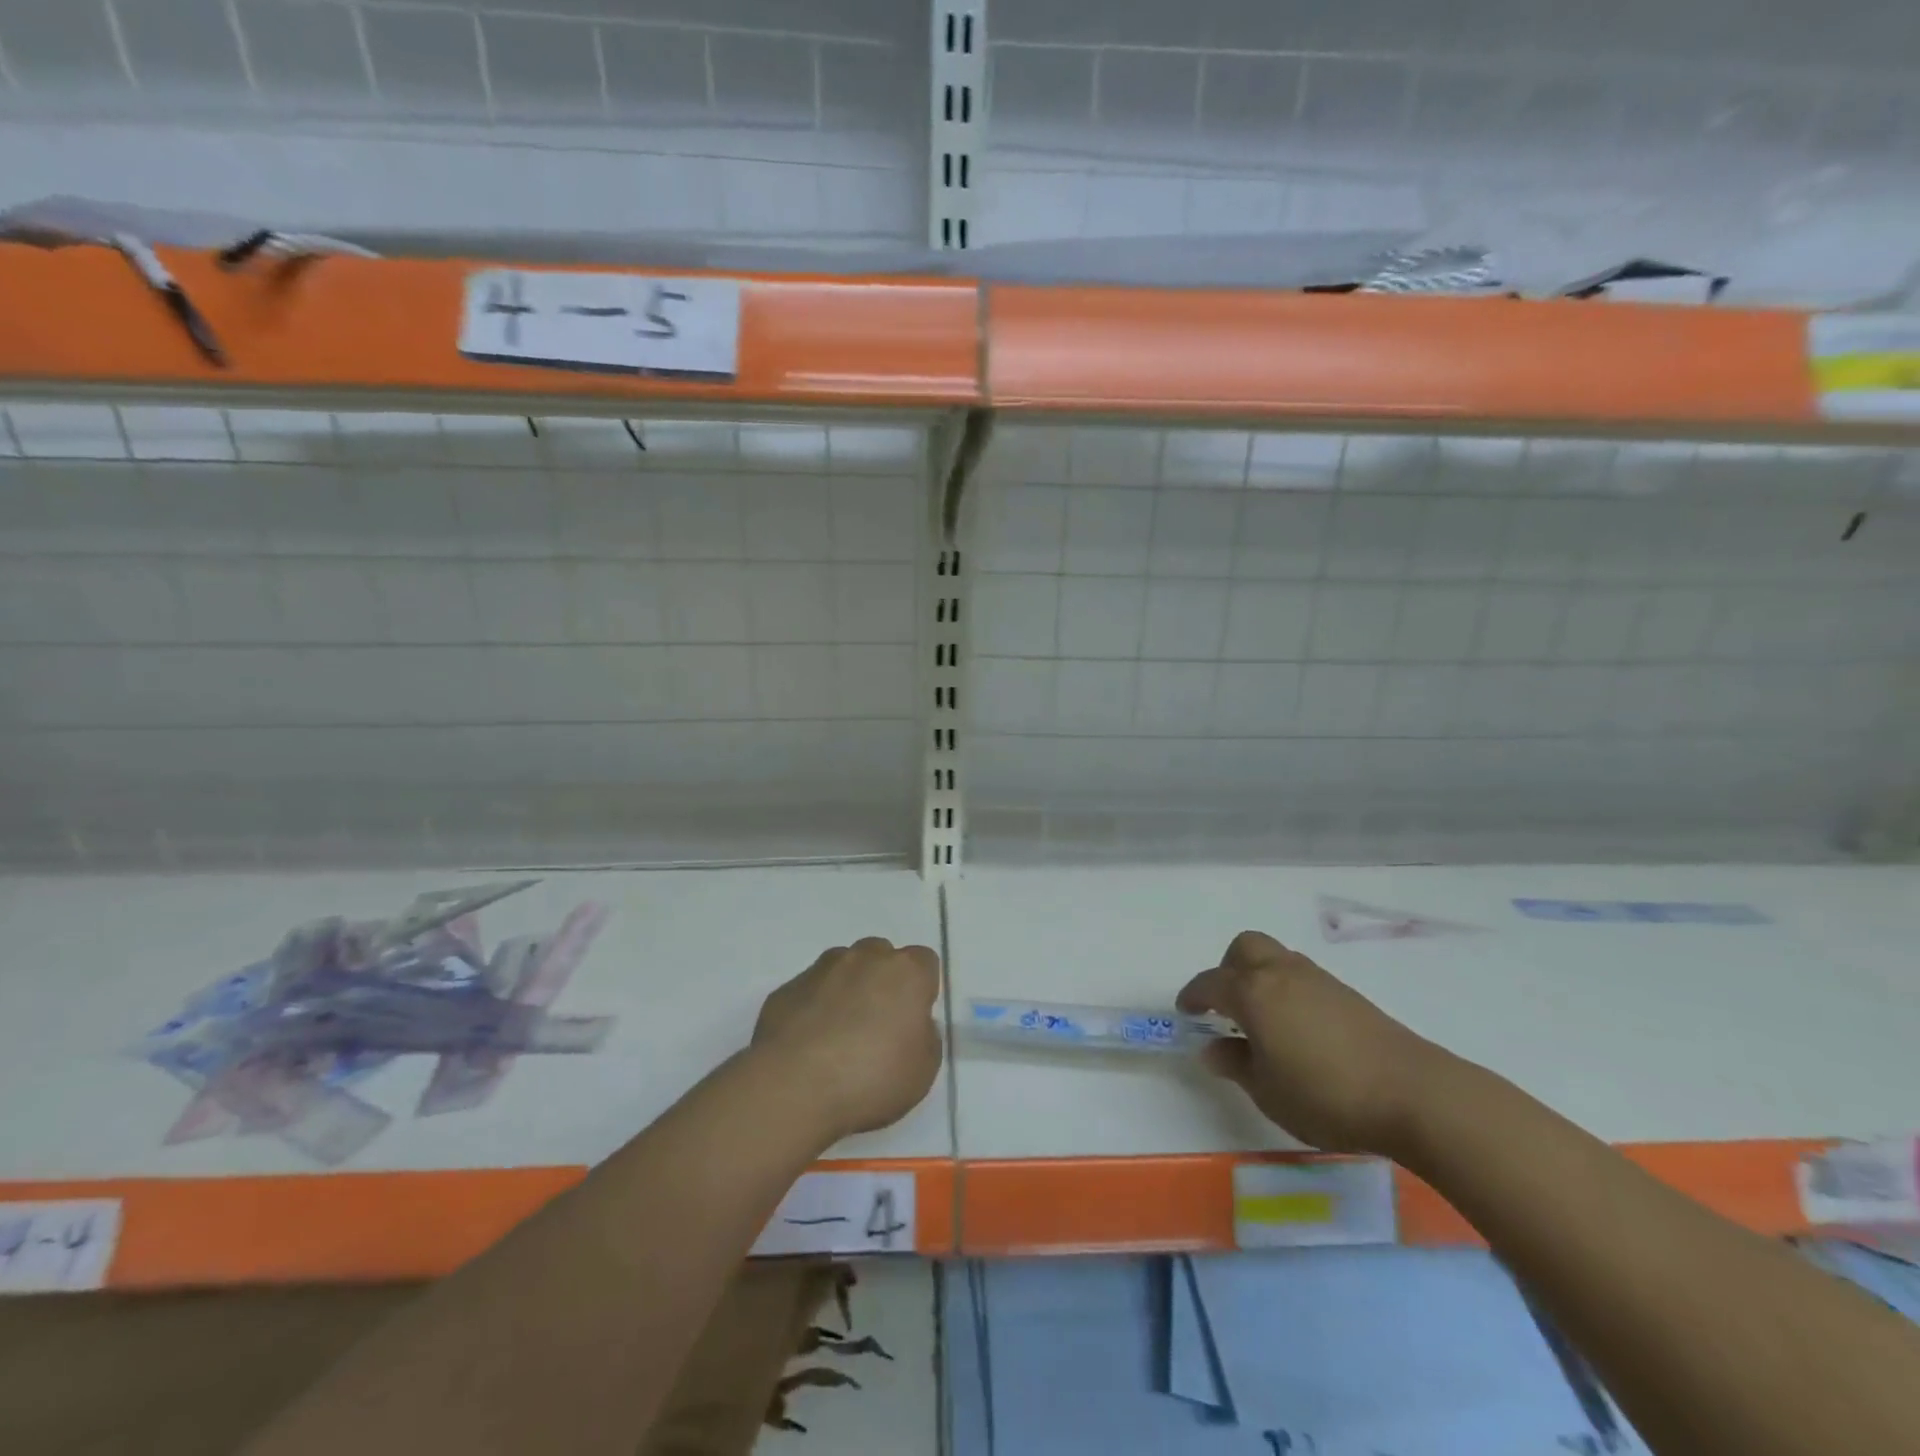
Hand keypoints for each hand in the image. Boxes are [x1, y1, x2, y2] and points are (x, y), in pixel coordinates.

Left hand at [752, 937, 942, 1144]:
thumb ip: (925, 1037)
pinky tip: (809, 1044)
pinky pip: (810, 991)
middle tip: (878, 1025)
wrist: (793, 1088)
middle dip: (882, 981)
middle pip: (881, 956)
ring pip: (842, 967)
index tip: (913, 1020)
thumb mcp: (923, 1071)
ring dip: (847, 989)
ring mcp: (821, 970)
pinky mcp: (786, 989)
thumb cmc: (871, 1079)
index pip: (924, 962)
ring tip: (839, 1035)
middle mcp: (864, 959)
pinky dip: (814, 1007)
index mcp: (905, 972)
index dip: (921, 989)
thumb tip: (913, 1025)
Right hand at [1178, 931, 1447, 1156]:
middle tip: (1226, 1006)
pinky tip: (1298, 1029)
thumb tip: (1213, 1048)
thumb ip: (1235, 1064)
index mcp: (1253, 992)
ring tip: (1263, 1020)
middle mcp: (1281, 974)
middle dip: (1228, 969)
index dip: (1193, 997)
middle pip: (1244, 948)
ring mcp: (1317, 979)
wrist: (1414, 1093)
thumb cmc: (1326, 1095)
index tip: (1186, 1013)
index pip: (1210, 983)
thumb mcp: (1267, 1091)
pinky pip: (1302, 977)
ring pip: (1276, 958)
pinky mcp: (1347, 994)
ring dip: (1260, 977)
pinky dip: (1288, 990)